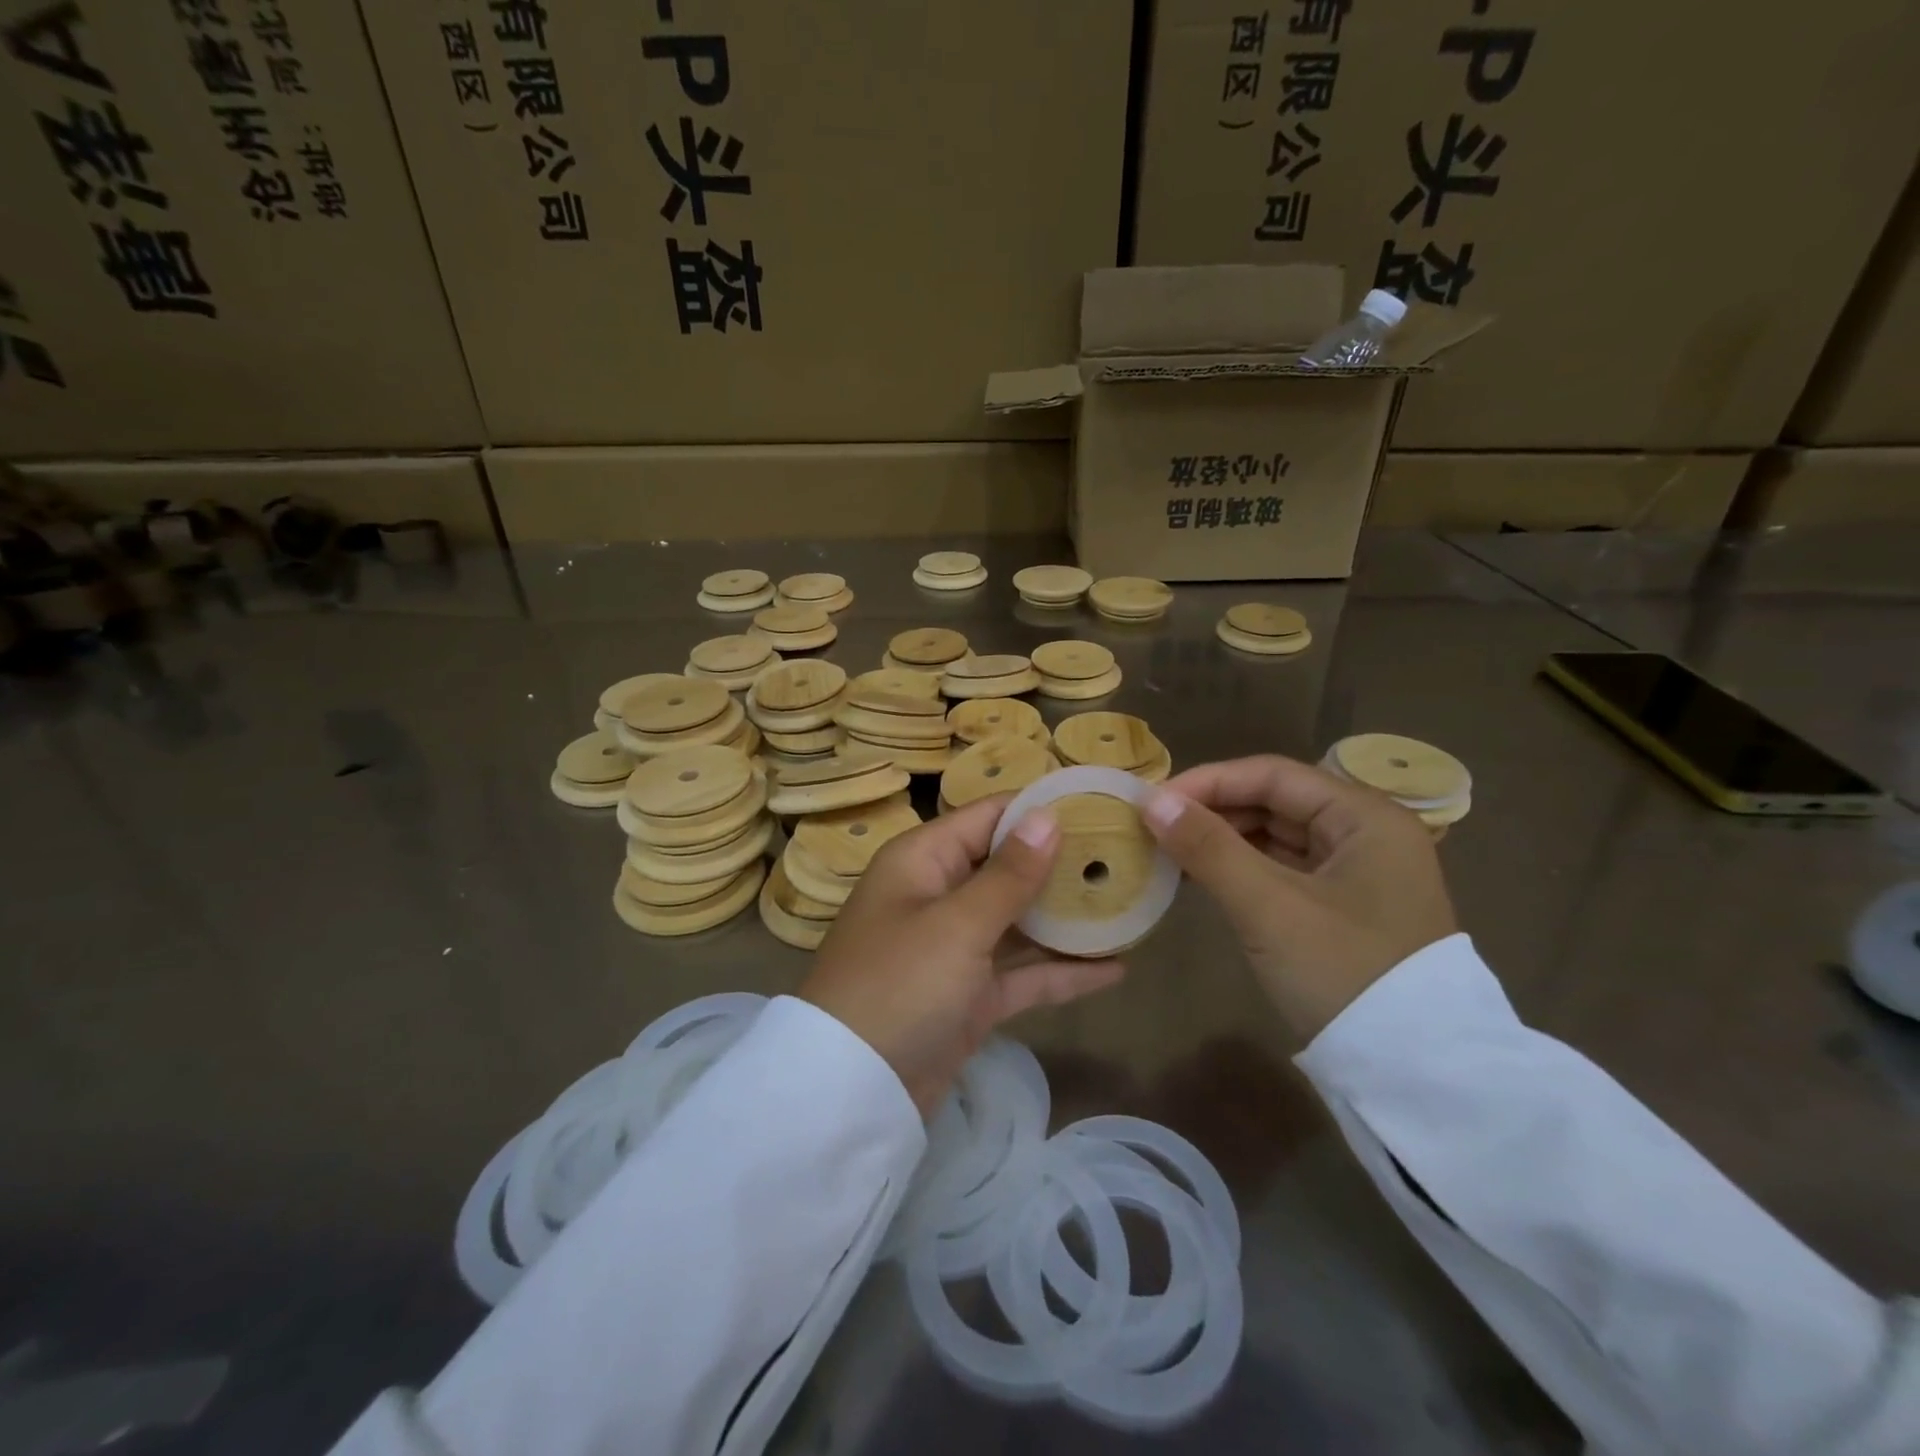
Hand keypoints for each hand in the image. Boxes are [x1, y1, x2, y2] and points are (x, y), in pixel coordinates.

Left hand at [799, 797, 1125, 1116]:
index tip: (1098, 806)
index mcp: (923, 861)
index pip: (987, 817)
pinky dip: (1061, 972)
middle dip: (1061, 864)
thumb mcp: (957, 924)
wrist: (852, 1092)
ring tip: (1131, 905)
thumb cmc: (900, 984)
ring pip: (1019, 921)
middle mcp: (938, 895)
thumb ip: (1009, 874)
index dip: (1039, 810)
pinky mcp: (969, 996)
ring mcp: (954, 949)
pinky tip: (1116, 968)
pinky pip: (1021, 973)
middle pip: (1007, 867)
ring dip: (1066, 918)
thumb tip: (1047, 816)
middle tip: (1127, 857)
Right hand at [1142, 756, 1456, 1043]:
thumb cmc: (1343, 972)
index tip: (1154, 802)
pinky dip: (1242, 868)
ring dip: (1223, 840)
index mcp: (1366, 817)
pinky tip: (1202, 877)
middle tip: (1155, 826)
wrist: (1413, 1074)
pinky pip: (1284, 869)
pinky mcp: (1345, 907)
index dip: (1209, 782)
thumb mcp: (1269, 906)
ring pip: (1278, 836)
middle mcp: (1368, 833)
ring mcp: (1359, 872)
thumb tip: (1151, 801)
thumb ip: (1209, 847)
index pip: (1274, 775)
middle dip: (1213, 810)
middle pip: (1276, 802)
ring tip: (1169, 850)